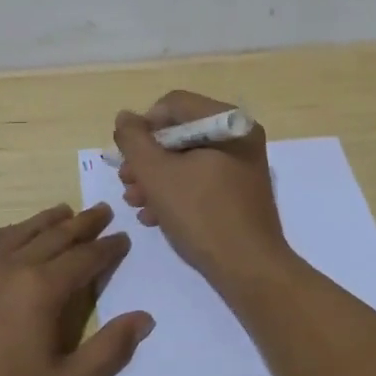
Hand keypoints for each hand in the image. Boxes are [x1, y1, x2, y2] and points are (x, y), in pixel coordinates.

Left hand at [0, 203, 152, 375]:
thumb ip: (109, 351)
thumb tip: (144, 318)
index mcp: (41, 290)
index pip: (84, 258)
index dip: (107, 248)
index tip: (122, 238)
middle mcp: (9, 268)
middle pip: (54, 237)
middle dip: (82, 224)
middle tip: (101, 210)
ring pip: (16, 234)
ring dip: (43, 221)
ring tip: (62, 211)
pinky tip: (2, 238)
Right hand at [112, 91, 290, 285]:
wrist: (249, 270)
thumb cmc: (202, 215)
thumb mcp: (157, 174)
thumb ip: (134, 140)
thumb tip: (125, 117)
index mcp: (227, 122)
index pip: (173, 105)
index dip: (143, 127)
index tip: (127, 157)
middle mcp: (239, 136)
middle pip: (179, 132)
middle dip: (147, 158)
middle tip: (126, 182)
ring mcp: (241, 165)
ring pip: (187, 159)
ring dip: (156, 178)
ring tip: (135, 202)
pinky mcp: (239, 191)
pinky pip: (201, 179)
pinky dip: (176, 192)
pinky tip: (155, 216)